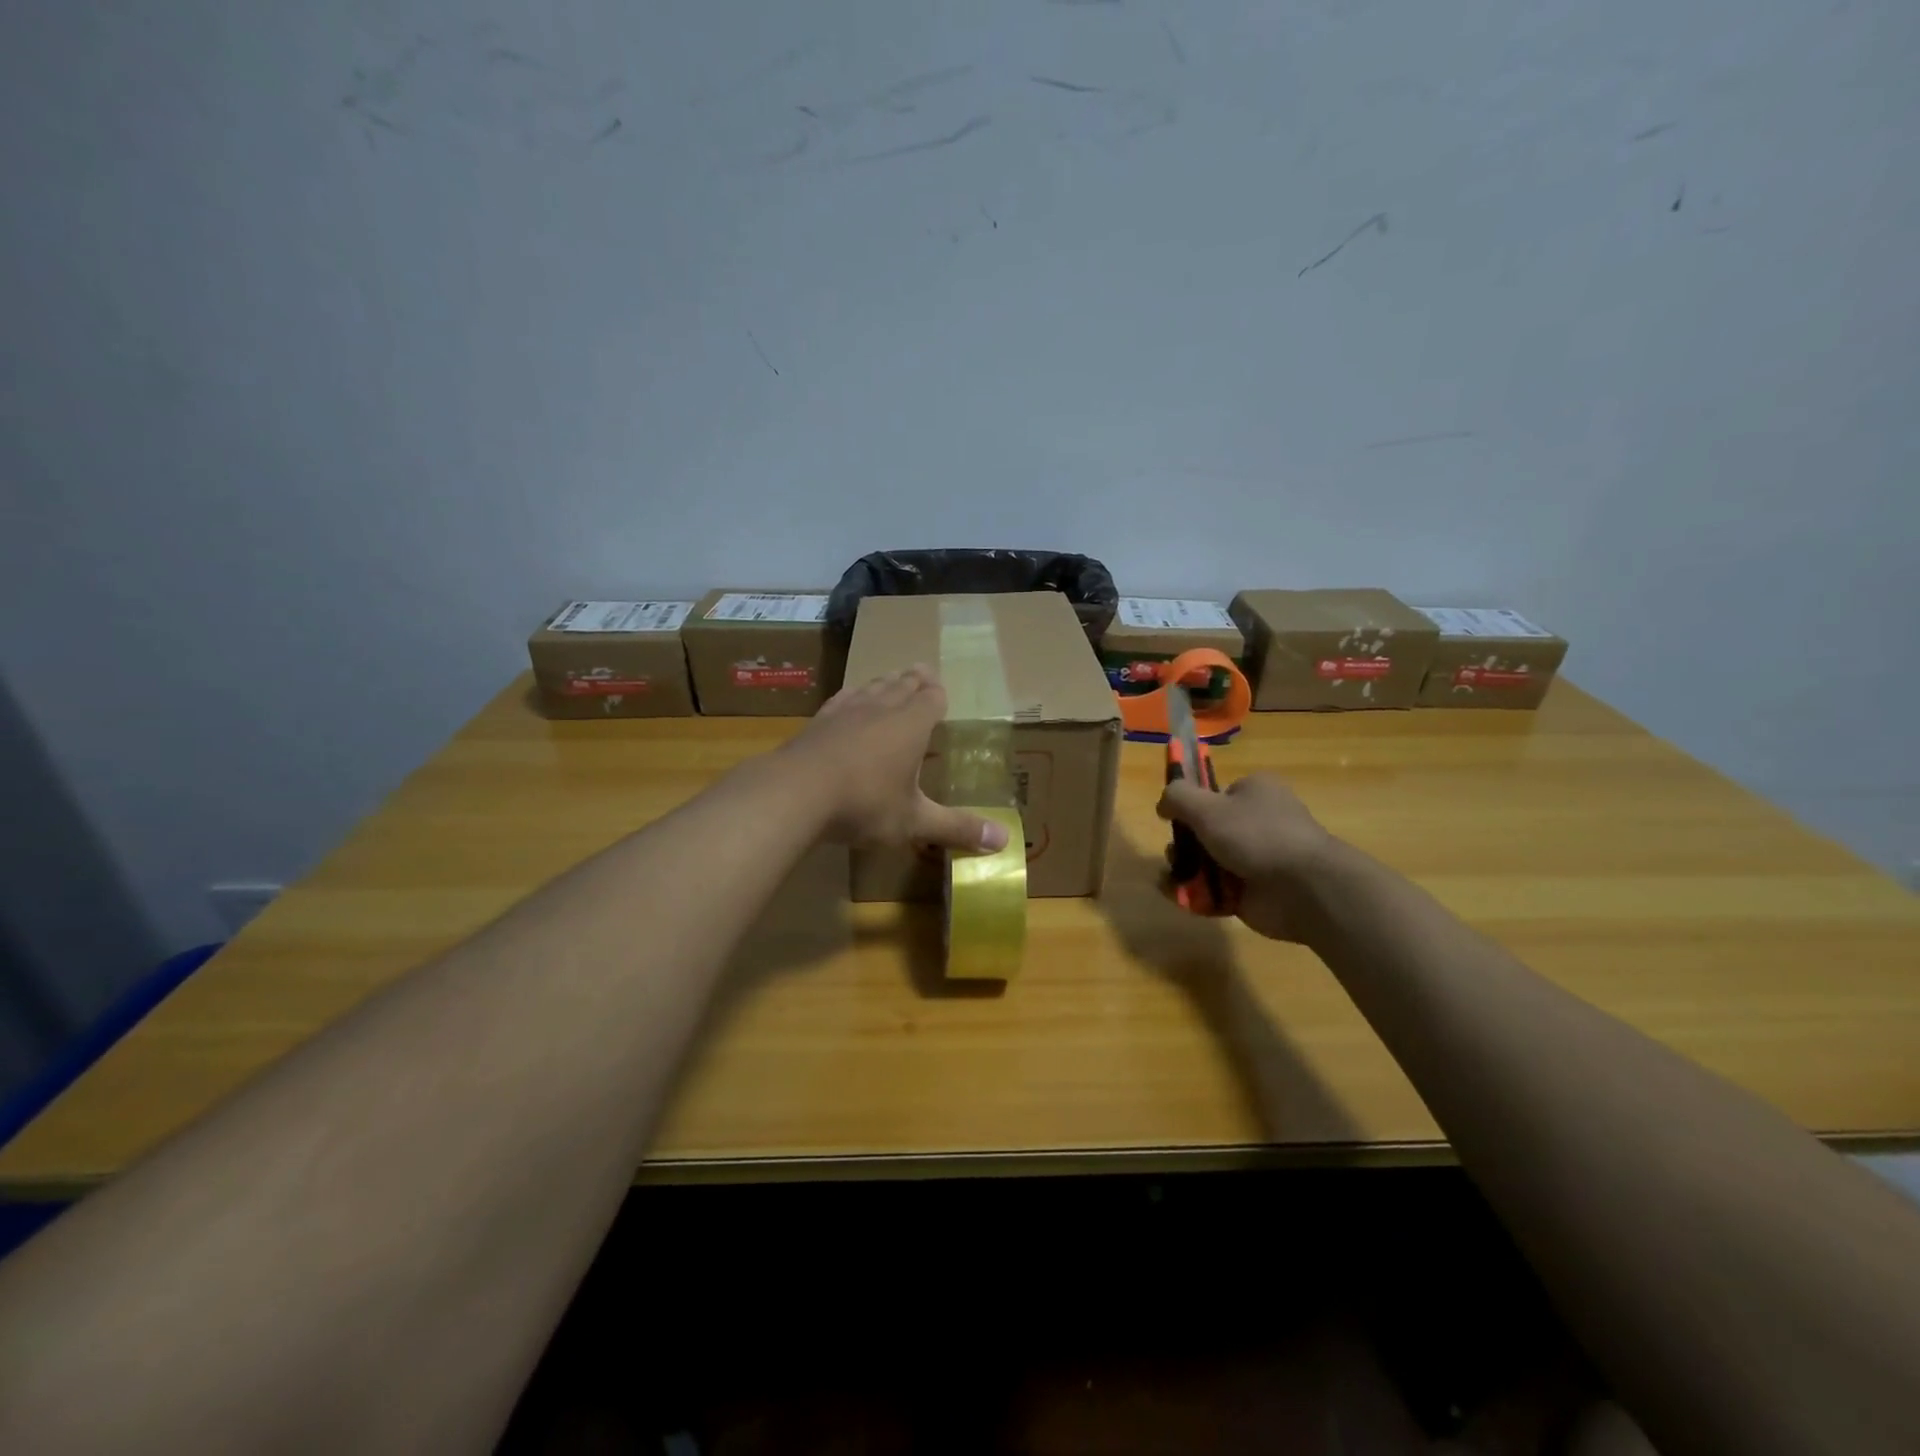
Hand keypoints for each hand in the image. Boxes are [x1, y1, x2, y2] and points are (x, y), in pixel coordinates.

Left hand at [786, 667, 1011, 853]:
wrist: (795, 792)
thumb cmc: (864, 803)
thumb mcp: (914, 820)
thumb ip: (956, 828)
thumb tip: (1004, 842)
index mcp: (911, 725)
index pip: (931, 698)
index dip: (938, 693)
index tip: (940, 687)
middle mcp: (881, 708)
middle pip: (902, 685)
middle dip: (915, 680)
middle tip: (922, 670)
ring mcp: (846, 710)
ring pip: (872, 687)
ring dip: (885, 682)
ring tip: (891, 678)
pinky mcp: (818, 720)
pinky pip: (843, 698)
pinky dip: (853, 694)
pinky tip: (849, 698)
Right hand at [1156, 773, 1338, 941]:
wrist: (1303, 889)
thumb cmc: (1255, 836)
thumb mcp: (1207, 807)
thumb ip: (1177, 797)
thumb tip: (1163, 804)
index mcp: (1255, 792)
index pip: (1215, 794)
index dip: (1191, 805)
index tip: (1171, 818)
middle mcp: (1257, 822)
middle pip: (1205, 830)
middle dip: (1183, 843)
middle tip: (1176, 853)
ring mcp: (1255, 859)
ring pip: (1206, 861)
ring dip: (1185, 869)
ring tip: (1176, 878)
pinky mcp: (1251, 893)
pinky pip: (1214, 890)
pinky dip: (1196, 894)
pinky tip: (1180, 896)